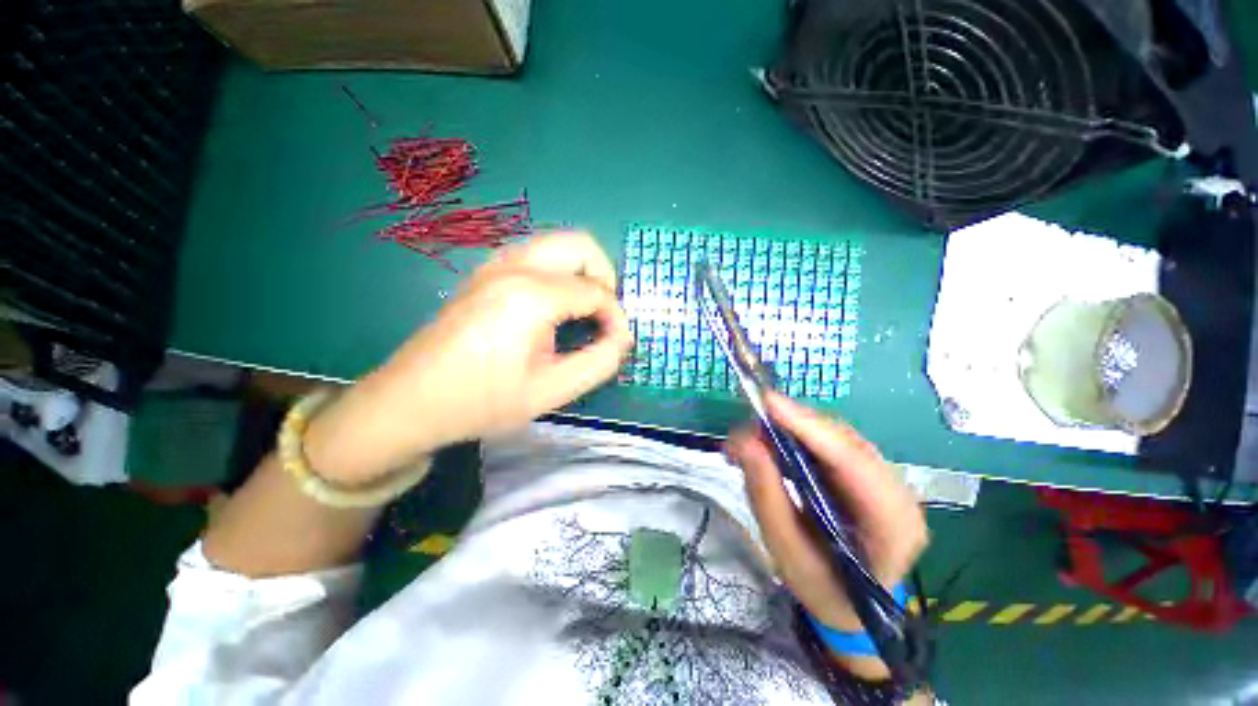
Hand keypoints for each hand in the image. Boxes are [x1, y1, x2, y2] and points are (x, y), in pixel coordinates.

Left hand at [306, 232, 632, 484]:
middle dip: (604, 277)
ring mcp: (495, 264)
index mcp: (531, 295)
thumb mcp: (550, 391)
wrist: (410, 401)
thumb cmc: (481, 401)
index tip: (617, 344)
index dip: (616, 317)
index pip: (596, 291)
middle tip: (604, 316)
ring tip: (583, 312)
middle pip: (580, 245)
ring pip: (557, 245)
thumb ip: (598, 363)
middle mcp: (514, 267)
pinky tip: (553, 308)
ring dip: (581, 272)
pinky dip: (559, 273)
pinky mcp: (485, 272)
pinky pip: (536, 256)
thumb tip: (621, 340)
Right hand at [725, 394, 927, 634]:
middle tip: (746, 430)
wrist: (853, 607)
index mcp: (893, 525)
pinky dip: (796, 438)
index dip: (809, 427)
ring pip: (835, 436)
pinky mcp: (866, 473)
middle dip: (791, 425)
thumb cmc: (823, 590)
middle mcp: (898, 492)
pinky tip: (771, 444)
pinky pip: (830, 443)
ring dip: (790, 430)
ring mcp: (885, 479)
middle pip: (843, 441)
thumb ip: (766, 497)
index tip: (768, 403)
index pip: (852, 462)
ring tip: (751, 439)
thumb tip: (744, 443)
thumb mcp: (788, 553)